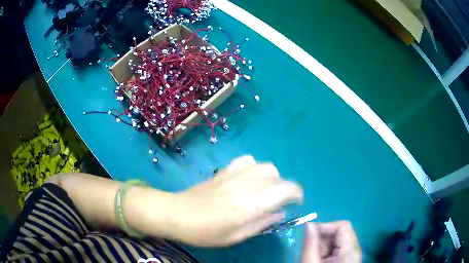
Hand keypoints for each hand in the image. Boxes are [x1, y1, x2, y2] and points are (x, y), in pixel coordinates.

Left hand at [169, 155, 303, 246]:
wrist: (177, 213)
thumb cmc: (206, 232)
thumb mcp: (236, 236)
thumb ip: (262, 223)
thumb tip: (281, 214)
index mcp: (250, 205)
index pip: (285, 190)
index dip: (296, 194)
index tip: (296, 203)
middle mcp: (246, 185)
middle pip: (277, 176)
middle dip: (284, 188)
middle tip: (277, 202)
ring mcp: (234, 174)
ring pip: (265, 166)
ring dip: (271, 178)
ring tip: (264, 191)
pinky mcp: (225, 169)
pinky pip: (248, 161)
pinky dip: (255, 168)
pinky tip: (249, 179)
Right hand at [301, 221, 360, 262]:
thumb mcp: (311, 262)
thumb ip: (310, 244)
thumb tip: (308, 224)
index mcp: (350, 249)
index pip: (343, 226)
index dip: (326, 226)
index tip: (310, 233)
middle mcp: (354, 249)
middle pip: (340, 233)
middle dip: (322, 238)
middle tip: (310, 248)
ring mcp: (352, 254)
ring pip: (337, 241)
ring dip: (323, 245)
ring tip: (314, 257)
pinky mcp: (347, 258)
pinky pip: (337, 248)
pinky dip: (326, 251)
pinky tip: (319, 260)